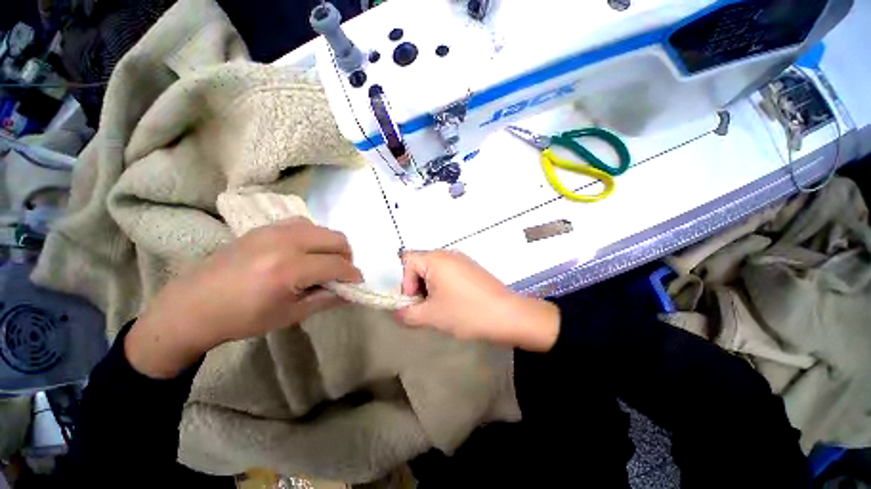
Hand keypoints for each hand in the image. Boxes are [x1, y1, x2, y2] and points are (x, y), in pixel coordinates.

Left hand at [126, 218, 361, 377]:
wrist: (192, 305)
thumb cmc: (242, 318)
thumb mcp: (290, 316)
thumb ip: (326, 300)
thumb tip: (351, 293)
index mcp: (289, 269)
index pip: (337, 265)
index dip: (352, 274)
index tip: (357, 283)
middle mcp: (285, 242)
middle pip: (336, 239)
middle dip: (347, 256)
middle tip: (341, 273)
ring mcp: (273, 230)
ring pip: (322, 228)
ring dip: (331, 245)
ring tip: (324, 262)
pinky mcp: (264, 227)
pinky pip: (303, 224)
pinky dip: (314, 236)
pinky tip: (305, 252)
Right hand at [395, 250, 559, 351]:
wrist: (508, 316)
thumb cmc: (466, 312)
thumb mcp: (431, 316)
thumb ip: (407, 314)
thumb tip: (398, 312)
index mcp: (436, 259)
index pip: (407, 261)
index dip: (405, 282)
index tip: (417, 302)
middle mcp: (448, 253)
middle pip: (420, 264)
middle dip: (417, 286)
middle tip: (426, 308)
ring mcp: (462, 260)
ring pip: (435, 270)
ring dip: (430, 288)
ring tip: (441, 308)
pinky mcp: (472, 268)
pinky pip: (449, 272)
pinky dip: (444, 286)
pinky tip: (455, 303)